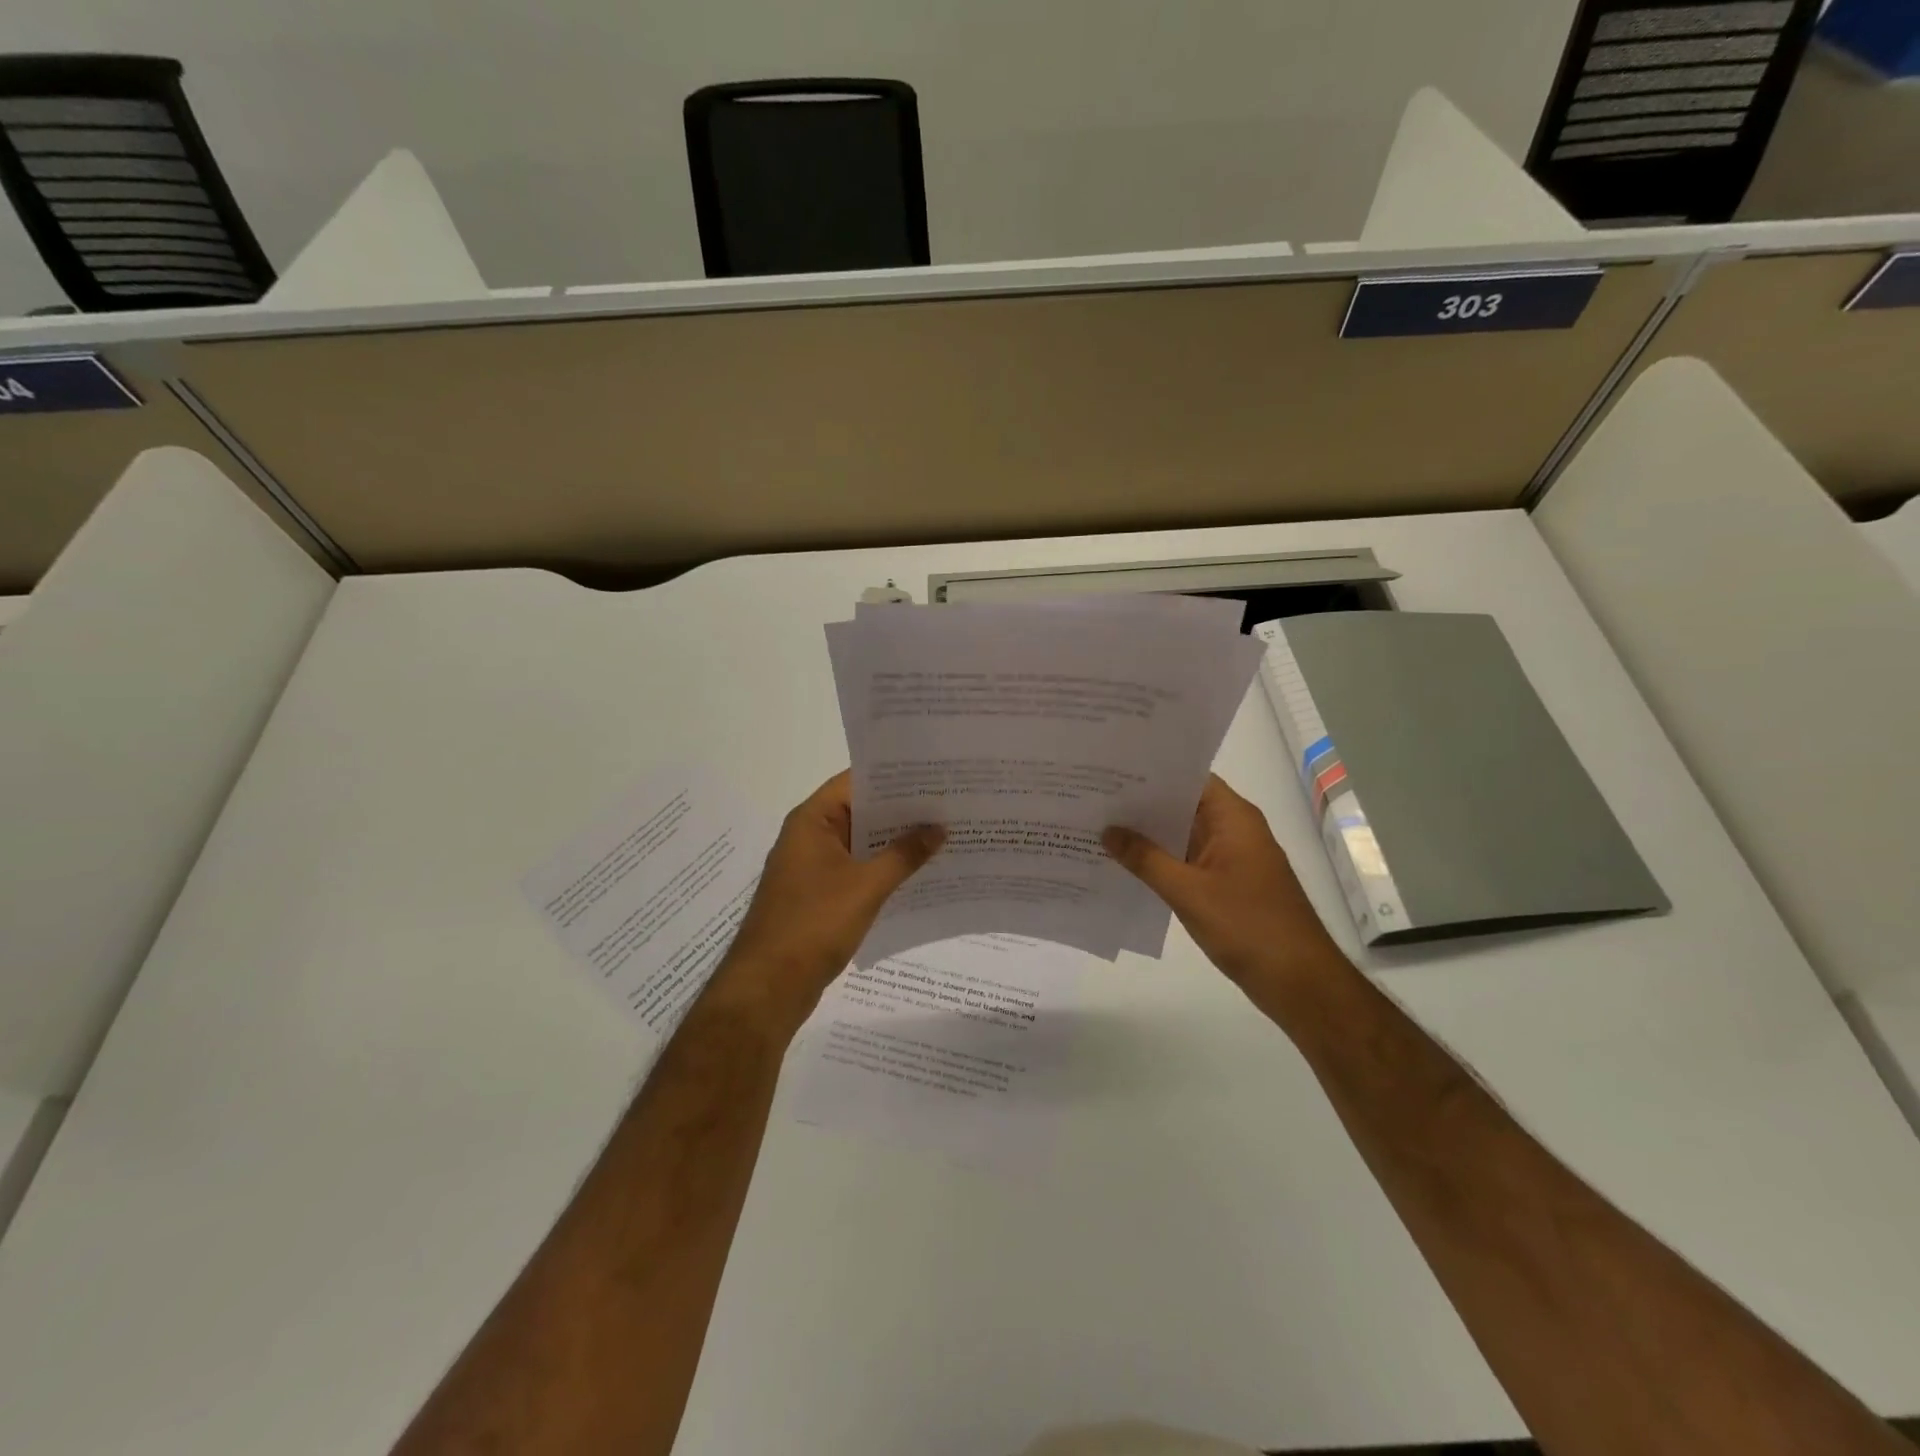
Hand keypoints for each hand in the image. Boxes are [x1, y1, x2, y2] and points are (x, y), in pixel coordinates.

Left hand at [708, 771, 942, 1033]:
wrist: (769, 986)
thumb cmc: (814, 924)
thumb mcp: (866, 886)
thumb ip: (904, 854)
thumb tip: (938, 829)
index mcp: (812, 821)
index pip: (855, 782)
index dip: (894, 778)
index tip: (933, 775)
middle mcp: (809, 836)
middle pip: (860, 811)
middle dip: (902, 811)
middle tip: (948, 804)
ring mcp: (812, 867)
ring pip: (861, 843)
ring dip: (895, 842)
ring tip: (943, 835)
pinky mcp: (819, 895)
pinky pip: (857, 870)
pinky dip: (883, 869)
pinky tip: (919, 873)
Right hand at [1104, 774, 1345, 991]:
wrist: (1299, 981)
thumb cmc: (1247, 926)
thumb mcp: (1188, 891)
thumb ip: (1145, 858)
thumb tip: (1108, 830)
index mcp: (1233, 818)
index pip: (1189, 778)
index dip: (1151, 771)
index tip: (1111, 768)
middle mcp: (1234, 829)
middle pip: (1183, 804)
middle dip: (1141, 803)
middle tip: (1093, 796)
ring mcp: (1232, 858)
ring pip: (1183, 834)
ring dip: (1148, 834)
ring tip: (1099, 825)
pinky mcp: (1227, 884)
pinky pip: (1187, 860)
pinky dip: (1160, 860)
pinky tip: (1125, 865)